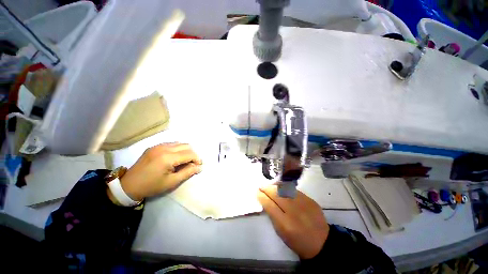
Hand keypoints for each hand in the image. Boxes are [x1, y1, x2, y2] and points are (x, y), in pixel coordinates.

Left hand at [119, 143, 201, 200]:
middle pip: (186, 146)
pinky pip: (171, 144)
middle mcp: (164, 148)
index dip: (197, 159)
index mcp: (168, 158)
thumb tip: (199, 167)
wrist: (129, 185)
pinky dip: (178, 148)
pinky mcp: (154, 146)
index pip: (190, 153)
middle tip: (192, 163)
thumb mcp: (171, 182)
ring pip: (180, 143)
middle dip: (193, 154)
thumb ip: (187, 172)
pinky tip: (175, 157)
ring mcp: (158, 145)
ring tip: (185, 160)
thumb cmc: (151, 186)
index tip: (198, 166)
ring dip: (186, 150)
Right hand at [257, 185, 329, 258]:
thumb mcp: (281, 233)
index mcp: (285, 224)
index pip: (270, 205)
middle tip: (262, 186)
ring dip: (275, 186)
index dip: (262, 197)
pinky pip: (294, 191)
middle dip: (267, 189)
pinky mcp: (310, 200)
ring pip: (285, 190)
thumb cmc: (297, 241)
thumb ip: (273, 216)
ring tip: (270, 186)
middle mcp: (294, 212)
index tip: (257, 192)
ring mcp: (304, 204)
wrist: (321, 242)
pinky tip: (281, 188)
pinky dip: (285, 188)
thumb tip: (265, 200)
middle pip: (277, 195)